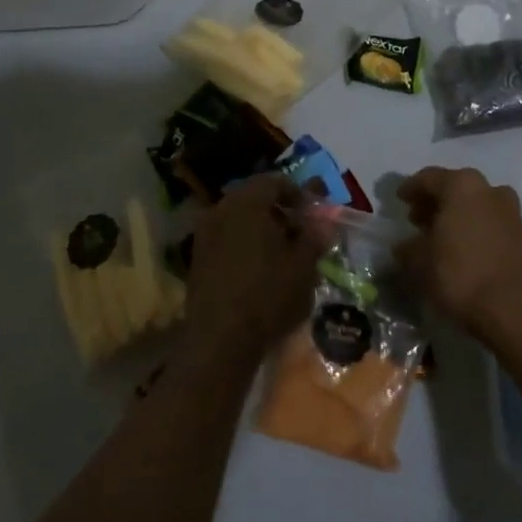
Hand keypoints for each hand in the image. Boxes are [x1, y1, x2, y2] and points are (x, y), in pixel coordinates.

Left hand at [185, 176, 322, 357]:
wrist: (219, 339)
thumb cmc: (268, 295)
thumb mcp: (303, 266)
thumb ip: (314, 238)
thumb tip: (324, 224)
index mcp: (247, 202)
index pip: (275, 181)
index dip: (298, 194)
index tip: (312, 214)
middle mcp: (221, 209)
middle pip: (254, 198)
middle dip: (279, 210)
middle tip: (300, 232)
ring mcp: (204, 234)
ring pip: (238, 218)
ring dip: (261, 228)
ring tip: (281, 253)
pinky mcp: (196, 258)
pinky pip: (226, 237)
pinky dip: (244, 243)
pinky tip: (259, 268)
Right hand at [394, 167, 521, 343]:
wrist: (514, 310)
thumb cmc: (460, 275)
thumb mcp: (420, 263)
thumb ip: (408, 248)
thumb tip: (404, 246)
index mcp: (462, 186)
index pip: (430, 178)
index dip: (411, 188)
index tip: (399, 200)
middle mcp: (490, 190)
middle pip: (456, 189)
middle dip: (435, 202)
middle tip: (417, 219)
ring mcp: (511, 212)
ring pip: (477, 205)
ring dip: (458, 215)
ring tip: (440, 236)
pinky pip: (492, 224)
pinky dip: (476, 230)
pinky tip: (464, 249)